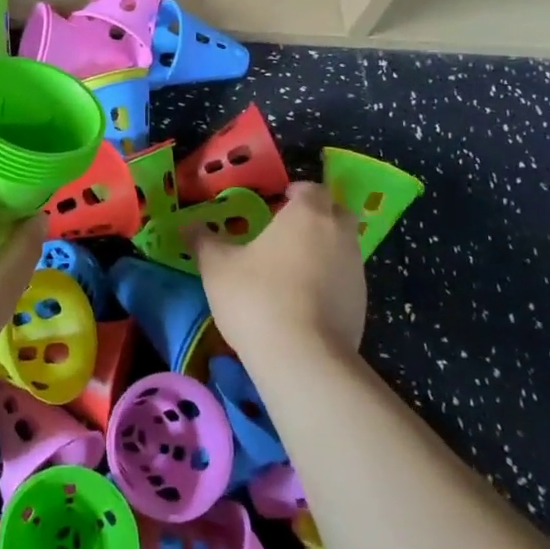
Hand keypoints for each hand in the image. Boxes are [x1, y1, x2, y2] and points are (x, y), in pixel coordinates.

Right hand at [191, 182, 366, 366]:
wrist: (303, 359)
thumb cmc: (257, 297)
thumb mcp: (216, 266)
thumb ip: (203, 240)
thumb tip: (187, 225)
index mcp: (307, 214)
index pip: (310, 188)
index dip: (294, 193)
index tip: (274, 205)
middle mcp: (339, 234)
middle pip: (335, 213)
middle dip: (315, 217)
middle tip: (285, 232)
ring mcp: (356, 271)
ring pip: (342, 247)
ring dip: (323, 251)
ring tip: (290, 271)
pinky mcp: (362, 305)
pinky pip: (345, 280)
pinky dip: (329, 282)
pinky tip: (303, 303)